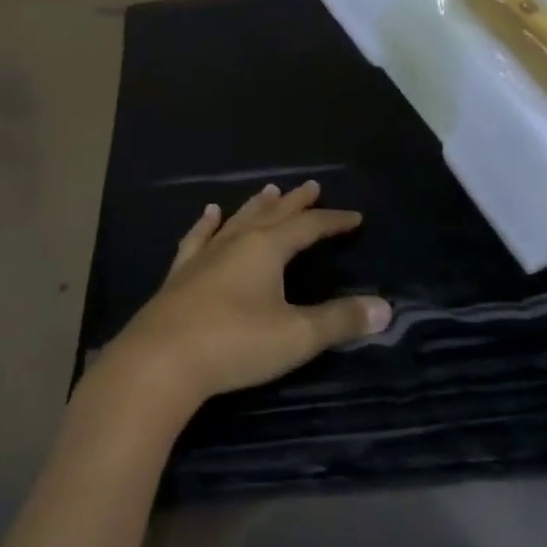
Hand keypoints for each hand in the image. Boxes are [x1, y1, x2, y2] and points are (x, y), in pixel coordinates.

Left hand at [98, 181, 391, 417]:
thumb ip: (340, 321)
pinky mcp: (181, 274)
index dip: (333, 222)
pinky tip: (208, 213)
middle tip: (312, 186)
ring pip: (237, 220)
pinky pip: (198, 238)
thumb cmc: (235, 343)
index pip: (308, 227)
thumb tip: (385, 308)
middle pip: (273, 214)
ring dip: (256, 206)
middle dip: (296, 202)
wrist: (161, 360)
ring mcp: (205, 255)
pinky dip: (206, 224)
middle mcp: (236, 241)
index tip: (354, 218)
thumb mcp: (296, 336)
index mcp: (266, 248)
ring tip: (269, 190)